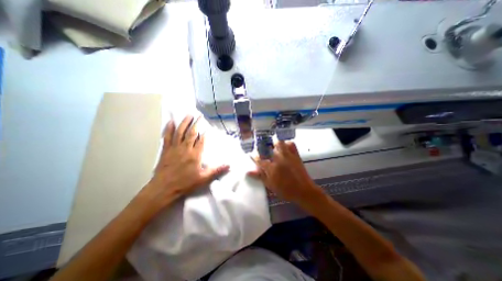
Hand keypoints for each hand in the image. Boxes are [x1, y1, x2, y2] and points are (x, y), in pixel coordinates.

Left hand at [138, 115, 228, 211]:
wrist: (163, 189)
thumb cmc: (185, 184)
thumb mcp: (203, 179)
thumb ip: (216, 171)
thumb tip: (229, 165)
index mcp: (195, 155)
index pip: (201, 141)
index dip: (205, 133)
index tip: (207, 127)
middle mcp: (185, 149)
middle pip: (191, 133)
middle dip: (196, 124)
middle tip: (199, 115)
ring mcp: (174, 148)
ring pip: (180, 132)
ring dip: (184, 123)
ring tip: (188, 115)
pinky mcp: (166, 150)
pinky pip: (167, 137)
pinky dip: (168, 129)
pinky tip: (170, 122)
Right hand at [248, 142, 325, 207]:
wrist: (304, 191)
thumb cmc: (286, 190)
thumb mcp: (271, 185)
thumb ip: (260, 176)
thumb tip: (248, 171)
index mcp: (272, 168)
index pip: (259, 160)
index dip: (255, 157)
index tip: (253, 155)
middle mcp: (279, 159)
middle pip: (268, 147)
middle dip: (264, 147)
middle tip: (263, 150)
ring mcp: (288, 156)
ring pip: (279, 143)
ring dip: (274, 144)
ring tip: (273, 148)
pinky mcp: (296, 155)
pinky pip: (291, 144)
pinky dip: (287, 144)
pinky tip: (284, 147)